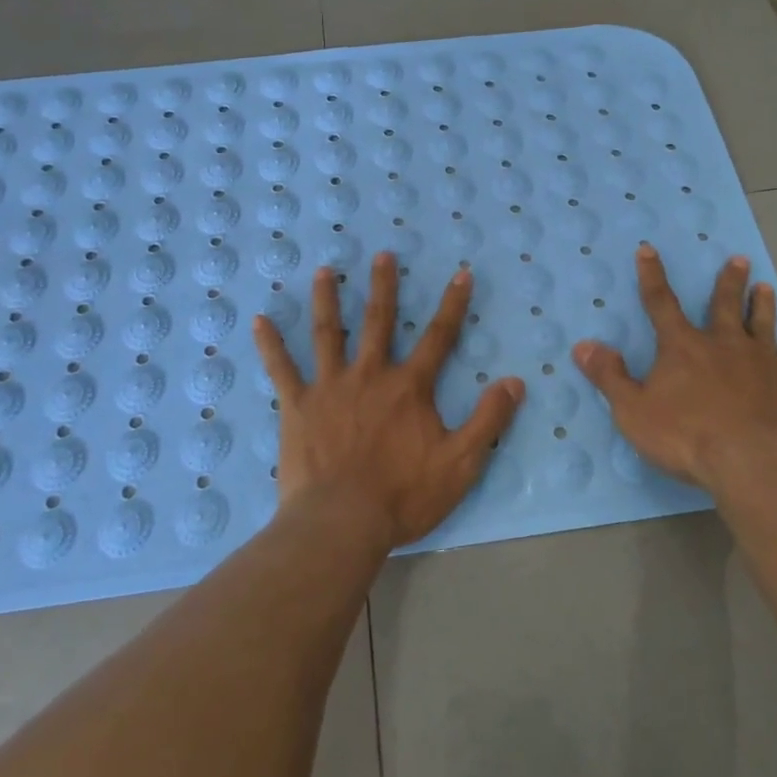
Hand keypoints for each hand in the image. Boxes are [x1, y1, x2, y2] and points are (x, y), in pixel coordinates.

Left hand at [254, 252, 524, 553]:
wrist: (341, 522)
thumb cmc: (403, 495)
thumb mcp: (461, 462)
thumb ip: (489, 420)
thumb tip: (516, 381)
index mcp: (409, 387)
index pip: (439, 337)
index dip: (453, 304)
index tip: (461, 273)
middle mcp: (370, 374)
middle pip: (378, 321)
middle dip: (384, 286)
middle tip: (383, 254)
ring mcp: (330, 387)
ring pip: (328, 333)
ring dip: (328, 299)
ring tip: (325, 270)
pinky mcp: (297, 406)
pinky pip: (281, 368)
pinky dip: (270, 344)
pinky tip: (260, 321)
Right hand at [572, 244, 776, 496]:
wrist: (758, 463)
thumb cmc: (689, 437)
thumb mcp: (634, 411)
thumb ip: (610, 377)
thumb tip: (583, 345)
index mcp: (683, 347)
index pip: (661, 303)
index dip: (652, 276)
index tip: (649, 250)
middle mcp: (724, 344)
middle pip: (725, 305)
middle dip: (729, 281)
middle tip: (739, 259)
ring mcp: (762, 362)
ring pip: (762, 323)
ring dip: (762, 304)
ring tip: (766, 287)